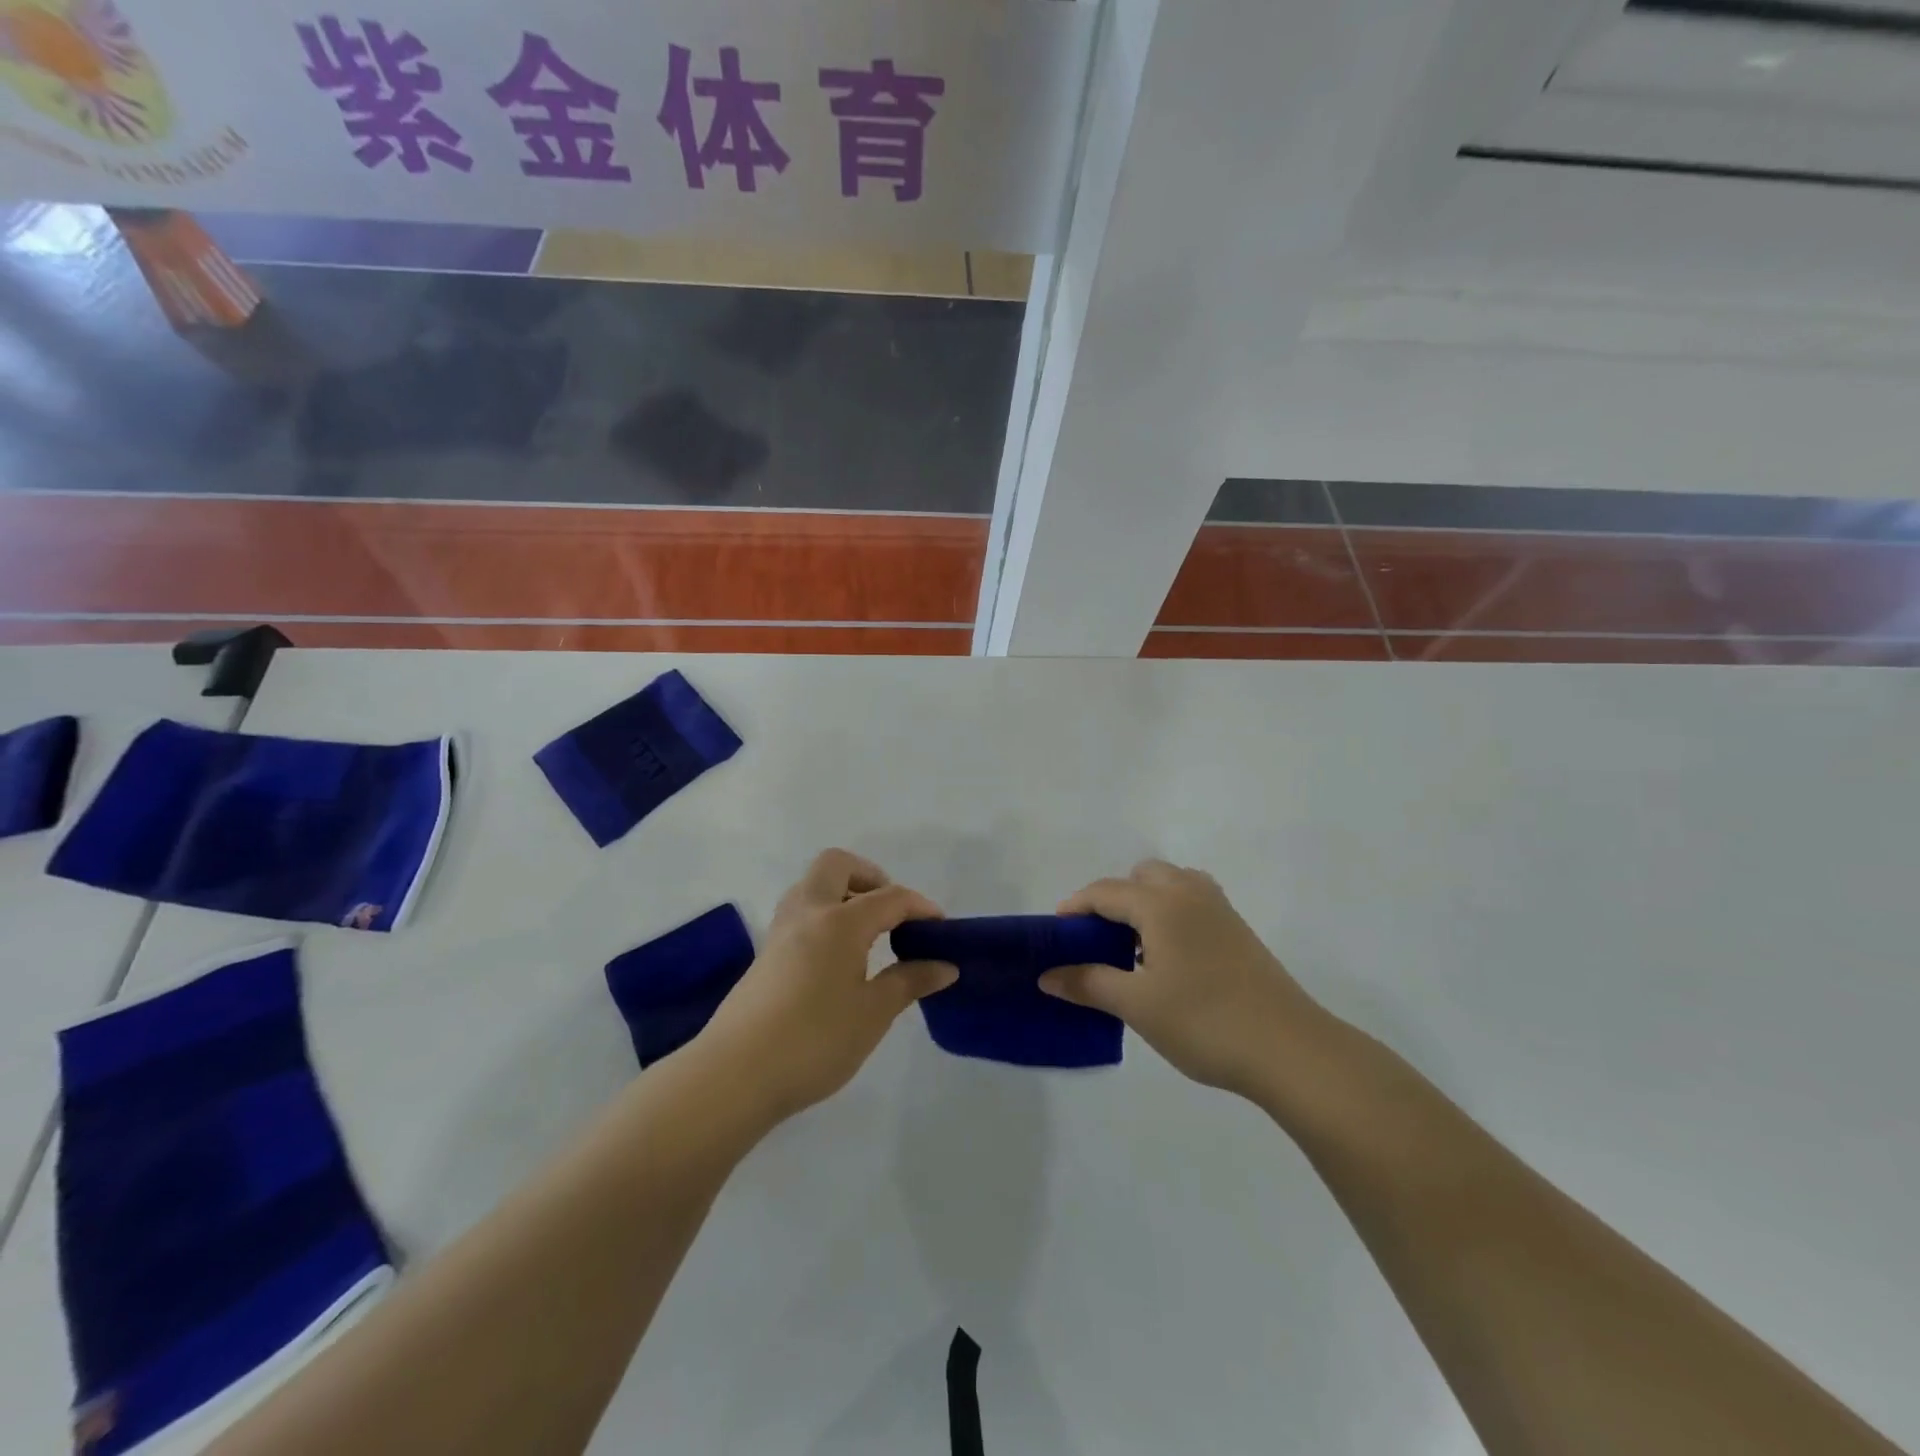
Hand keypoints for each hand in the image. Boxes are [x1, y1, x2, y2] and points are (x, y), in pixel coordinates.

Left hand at [700, 849, 956, 1122]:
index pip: (890, 897)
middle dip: (871, 877)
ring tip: (868, 935)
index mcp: (840, 921)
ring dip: (843, 894)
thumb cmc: (814, 1041)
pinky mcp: (766, 953)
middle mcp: (808, 912)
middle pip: (837, 865)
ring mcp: (781, 931)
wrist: (735, 1075)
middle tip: (892, 915)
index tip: (941, 929)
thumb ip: (910, 982)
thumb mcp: (873, 1013)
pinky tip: (839, 959)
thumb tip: (945, 965)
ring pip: (812, 885)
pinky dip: (825, 916)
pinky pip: (801, 912)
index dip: (921, 907)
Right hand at [1039, 860, 1334, 1100]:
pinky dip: (1170, 913)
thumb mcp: (1137, 1005)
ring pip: (1171, 884)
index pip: (1105, 892)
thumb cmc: (1205, 1022)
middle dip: (1113, 899)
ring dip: (1145, 903)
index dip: (1074, 908)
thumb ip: (1088, 983)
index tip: (1054, 934)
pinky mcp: (1238, 930)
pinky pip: (1192, 901)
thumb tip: (1047, 976)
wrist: (1290, 1050)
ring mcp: (1219, 910)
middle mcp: (1190, 893)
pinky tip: (1168, 957)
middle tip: (1098, 940)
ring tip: (1133, 948)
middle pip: (1141, 876)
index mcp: (1161, 903)